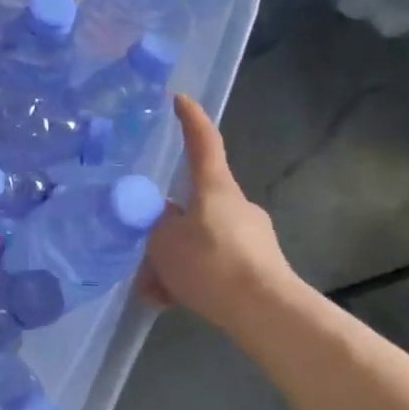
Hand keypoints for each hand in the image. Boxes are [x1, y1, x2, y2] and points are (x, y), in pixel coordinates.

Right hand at [140, 95, 294, 328]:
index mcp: (215, 189)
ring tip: (155, 293)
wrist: (264, 311)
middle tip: (144, 259)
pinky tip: (173, 303)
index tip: (180, 99)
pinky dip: (191, 280)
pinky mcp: (256, 265)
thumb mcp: (163, 243)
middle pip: (192, 206)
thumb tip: (162, 225)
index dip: (190, 120)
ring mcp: (250, 236)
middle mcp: (235, 205)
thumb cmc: (210, 264)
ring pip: (198, 241)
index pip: (203, 143)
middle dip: (164, 232)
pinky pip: (213, 266)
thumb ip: (156, 227)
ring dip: (173, 264)